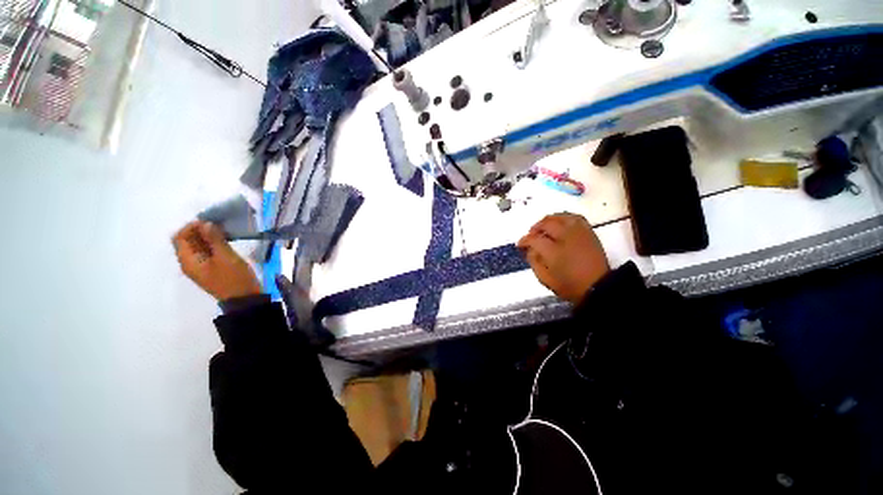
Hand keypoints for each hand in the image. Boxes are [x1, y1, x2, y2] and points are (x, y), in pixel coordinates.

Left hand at [172, 221, 262, 300]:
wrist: (245, 298)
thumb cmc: (234, 278)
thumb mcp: (226, 257)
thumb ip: (215, 239)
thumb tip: (206, 223)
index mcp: (189, 261)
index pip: (180, 237)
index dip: (191, 227)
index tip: (210, 222)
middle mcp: (190, 262)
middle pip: (187, 241)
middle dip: (200, 230)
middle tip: (219, 225)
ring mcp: (201, 266)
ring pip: (198, 246)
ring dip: (208, 237)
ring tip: (225, 232)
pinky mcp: (212, 268)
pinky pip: (207, 252)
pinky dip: (214, 244)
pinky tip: (227, 241)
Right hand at [517, 213, 609, 304]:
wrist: (598, 286)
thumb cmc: (569, 285)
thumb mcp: (545, 279)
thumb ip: (534, 262)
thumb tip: (530, 249)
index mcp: (553, 251)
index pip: (534, 239)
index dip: (524, 240)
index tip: (520, 244)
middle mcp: (566, 238)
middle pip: (546, 224)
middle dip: (535, 228)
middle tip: (531, 235)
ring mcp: (579, 233)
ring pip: (560, 217)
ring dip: (548, 220)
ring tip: (543, 227)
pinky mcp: (589, 232)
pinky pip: (575, 217)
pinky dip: (565, 217)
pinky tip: (560, 222)